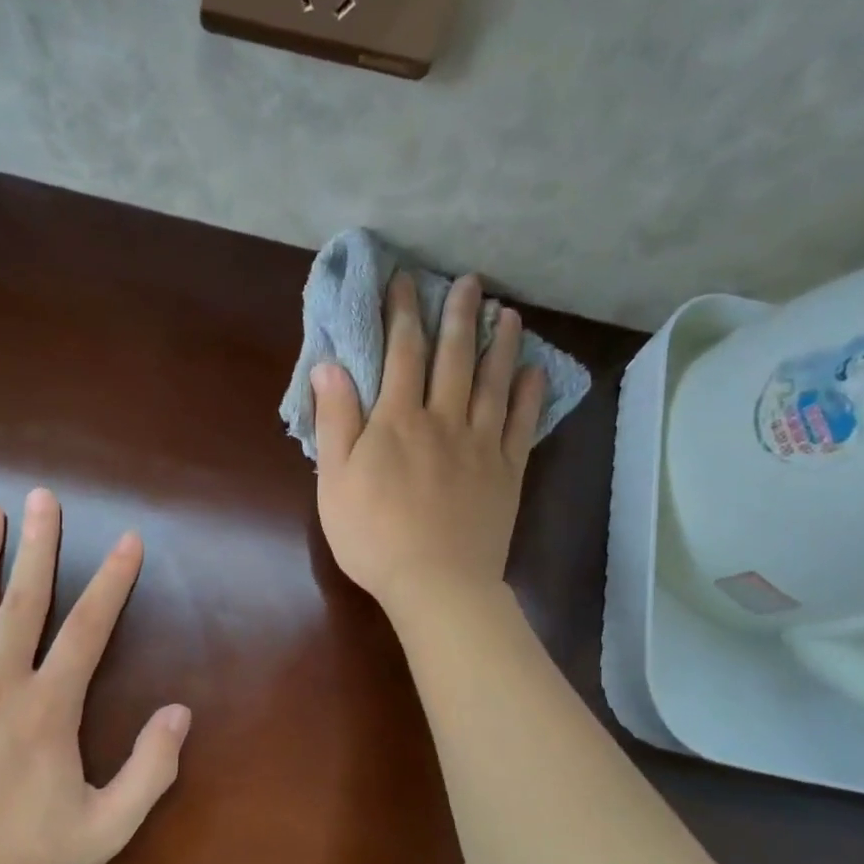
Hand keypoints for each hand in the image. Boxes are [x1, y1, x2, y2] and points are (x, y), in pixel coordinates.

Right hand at [312, 271, 544, 615]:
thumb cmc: (373, 536)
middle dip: (458, 315)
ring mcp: (481, 444)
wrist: (436, 582)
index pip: (401, 353)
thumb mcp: (335, 481)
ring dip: (501, 344)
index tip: (406, 281)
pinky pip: (522, 424)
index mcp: (397, 421)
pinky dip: (530, 395)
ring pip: (493, 382)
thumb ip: (335, 421)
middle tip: (470, 282)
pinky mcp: (507, 471)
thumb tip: (328, 366)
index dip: (403, 313)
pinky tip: (535, 372)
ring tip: (509, 314)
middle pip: (453, 357)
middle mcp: (443, 420)